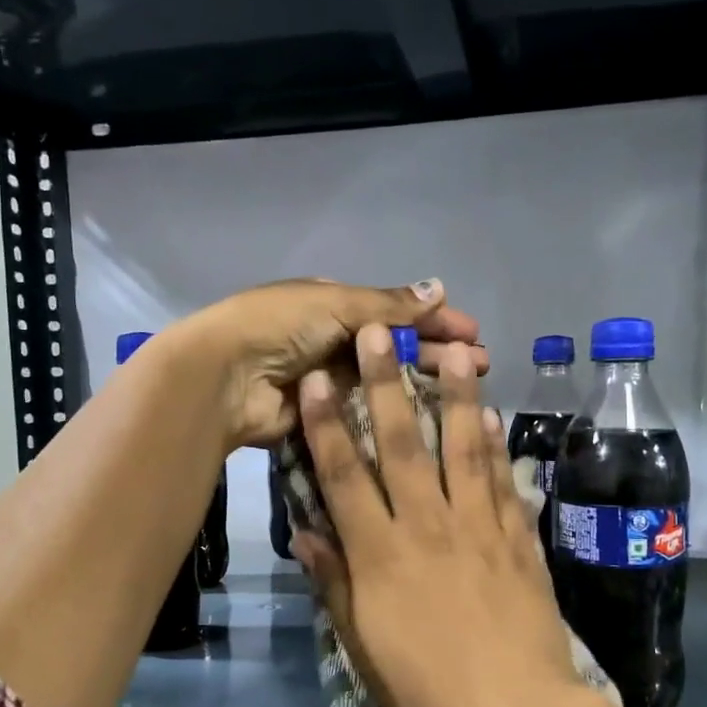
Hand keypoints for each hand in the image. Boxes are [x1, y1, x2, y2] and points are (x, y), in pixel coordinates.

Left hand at [173, 279, 487, 449]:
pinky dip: (394, 412)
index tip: (473, 334)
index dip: (434, 320)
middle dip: (437, 353)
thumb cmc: (281, 327)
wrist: (226, 376)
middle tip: (480, 365)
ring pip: (385, 381)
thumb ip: (389, 305)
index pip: (395, 312)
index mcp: (335, 306)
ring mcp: (331, 381)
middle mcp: (335, 341)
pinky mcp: (325, 415)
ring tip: (464, 391)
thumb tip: (439, 287)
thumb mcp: (337, 304)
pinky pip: (366, 412)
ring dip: (422, 382)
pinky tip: (428, 419)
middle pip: (395, 347)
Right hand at [291, 327, 613, 706]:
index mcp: (382, 554)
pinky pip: (505, 481)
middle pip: (403, 444)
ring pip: (463, 448)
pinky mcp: (519, 539)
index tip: (318, 378)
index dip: (328, 423)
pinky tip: (493, 415)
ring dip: (456, 396)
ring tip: (453, 351)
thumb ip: (334, 581)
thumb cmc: (428, 690)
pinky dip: (498, 446)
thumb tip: (304, 530)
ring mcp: (480, 528)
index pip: (345, 476)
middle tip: (380, 333)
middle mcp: (428, 526)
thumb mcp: (364, 644)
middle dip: (387, 384)